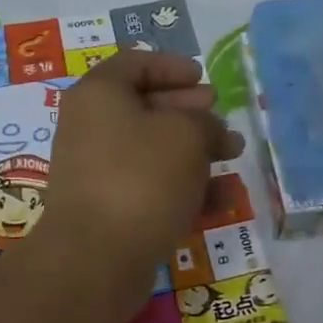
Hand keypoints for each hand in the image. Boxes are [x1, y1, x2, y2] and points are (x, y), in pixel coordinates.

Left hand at [37, 50, 243, 291]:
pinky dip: (182, 186)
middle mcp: (90, 127)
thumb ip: (205, 122)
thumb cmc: (141, 177)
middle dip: (189, 112)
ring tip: (231, 156)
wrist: (96, 258)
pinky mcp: (107, 209)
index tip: (203, 78)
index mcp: (99, 94)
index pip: (135, 63)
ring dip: (193, 150)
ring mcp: (96, 170)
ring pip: (151, 150)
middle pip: (144, 107)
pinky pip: (149, 186)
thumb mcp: (186, 135)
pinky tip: (221, 199)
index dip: (172, 66)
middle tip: (220, 117)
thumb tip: (210, 129)